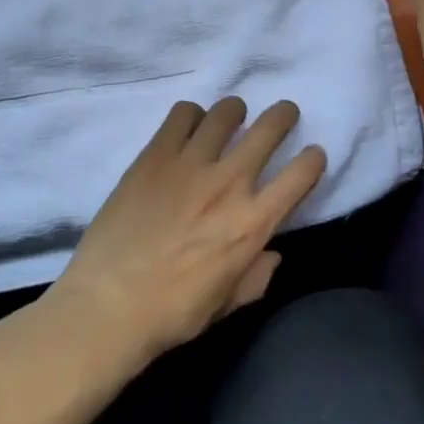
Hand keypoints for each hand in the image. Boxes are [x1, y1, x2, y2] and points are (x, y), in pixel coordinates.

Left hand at [53, 98, 326, 363]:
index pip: (301, 174)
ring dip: (235, 111)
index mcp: (253, 222)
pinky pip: (182, 114)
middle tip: (283, 114)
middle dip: (283, 116)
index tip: (311, 155)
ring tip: (232, 117)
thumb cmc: (173, 312)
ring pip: (226, 113)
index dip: (313, 159)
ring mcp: (190, 163)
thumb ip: (256, 276)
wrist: (110, 302)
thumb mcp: (227, 303)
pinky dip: (192, 115)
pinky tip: (188, 127)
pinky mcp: (155, 154)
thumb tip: (270, 254)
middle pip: (269, 128)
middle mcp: (229, 182)